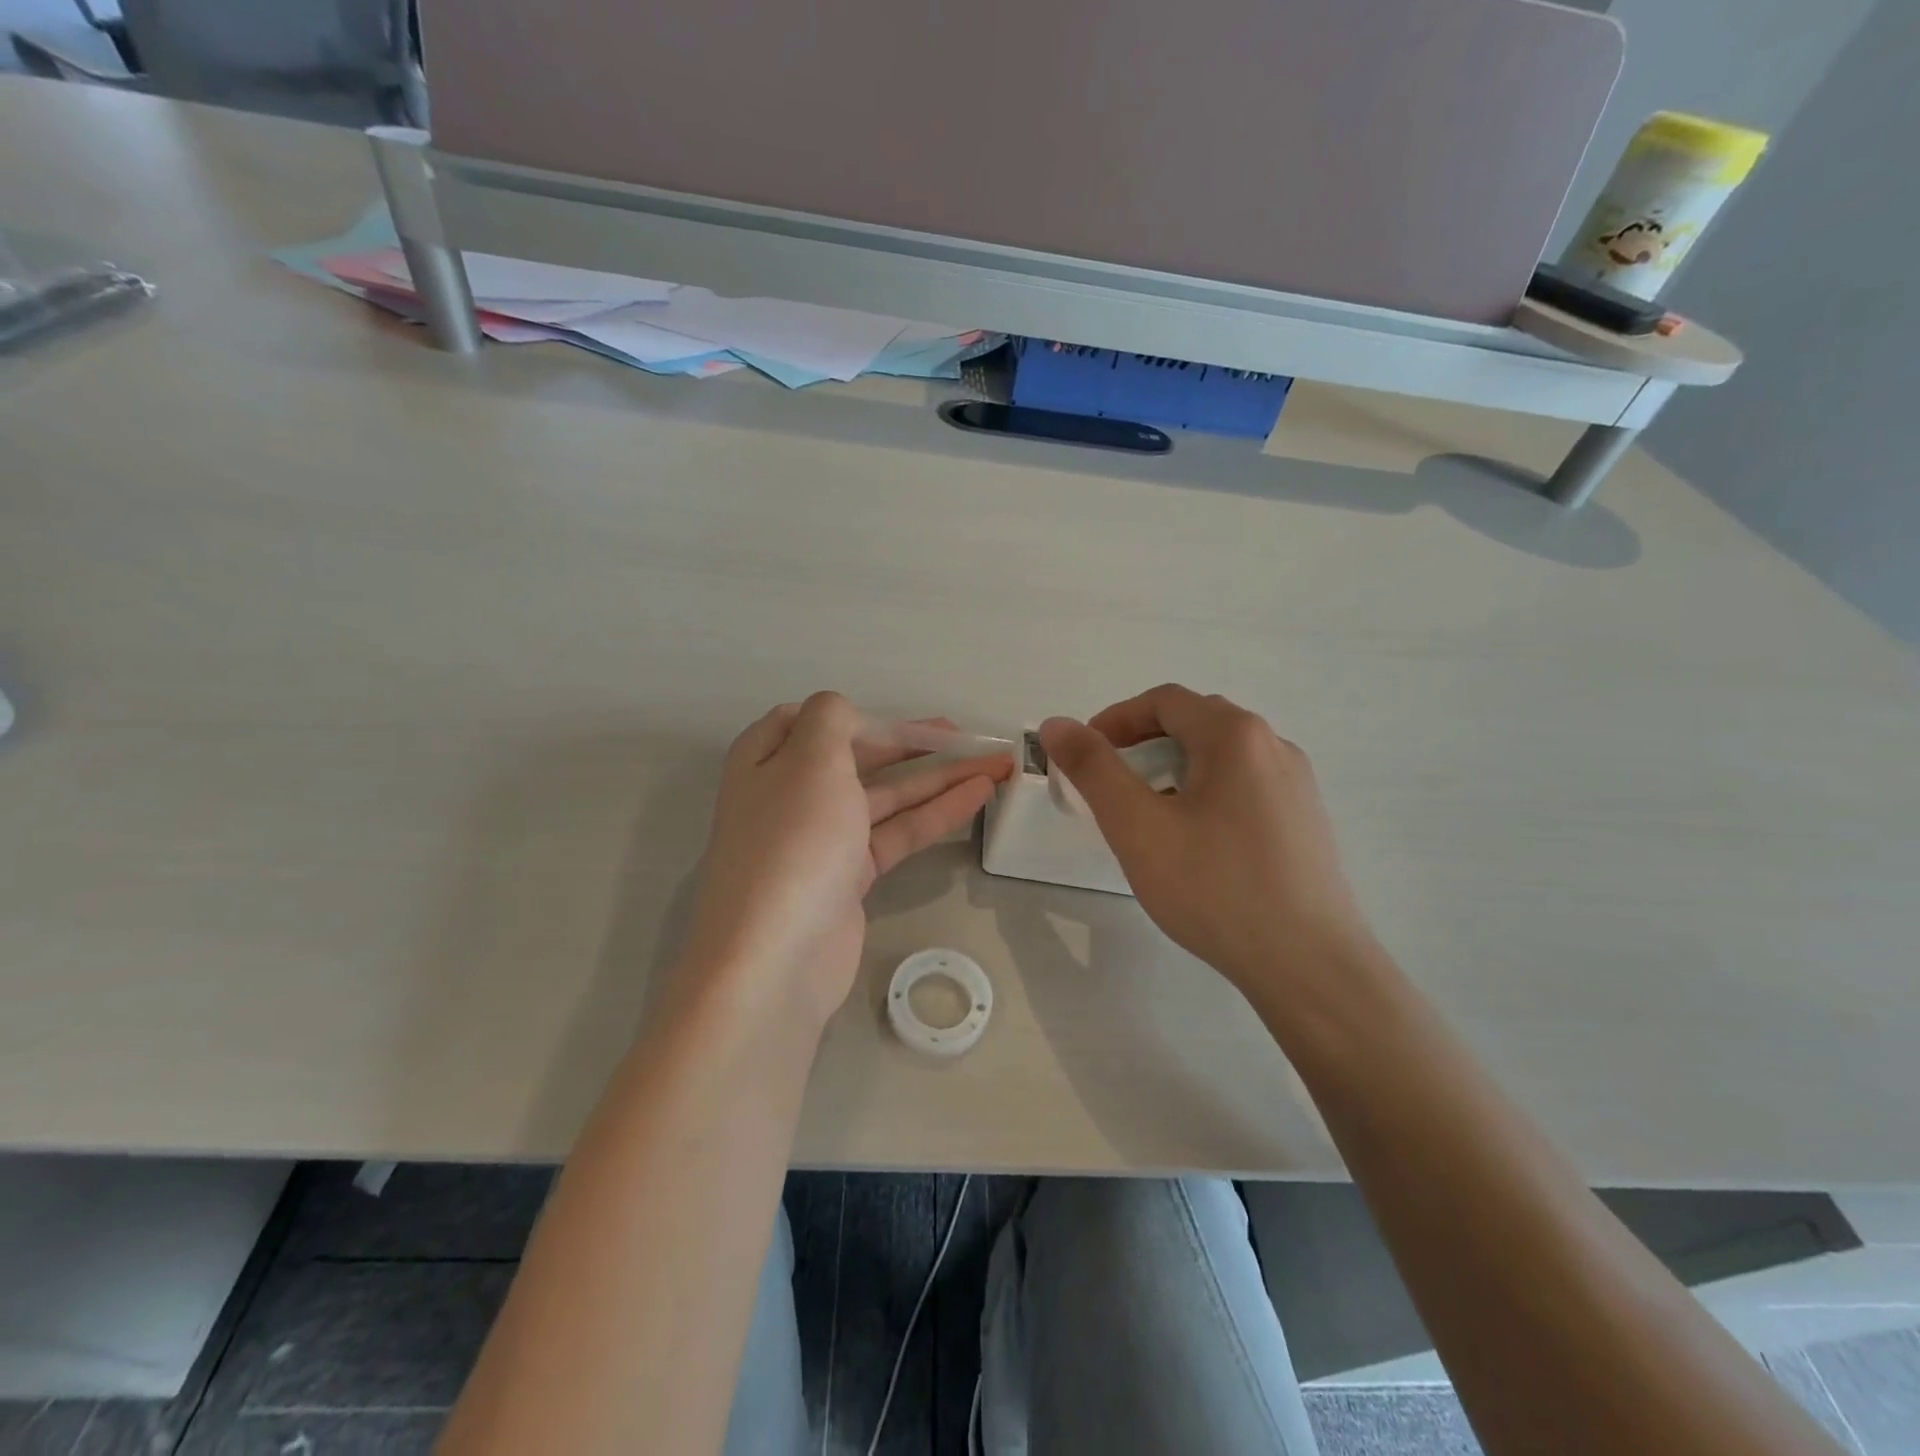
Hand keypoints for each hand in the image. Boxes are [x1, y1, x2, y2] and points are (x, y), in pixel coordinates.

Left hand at [683, 692, 1012, 1029]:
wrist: (775, 959)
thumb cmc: (793, 843)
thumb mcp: (811, 759)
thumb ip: (832, 719)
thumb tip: (844, 716)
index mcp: (767, 760)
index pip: (814, 721)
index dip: (862, 717)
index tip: (906, 723)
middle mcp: (790, 794)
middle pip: (858, 757)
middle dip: (913, 745)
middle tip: (967, 738)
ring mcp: (821, 839)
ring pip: (885, 797)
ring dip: (937, 779)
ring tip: (993, 764)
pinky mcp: (849, 877)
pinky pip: (896, 833)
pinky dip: (934, 813)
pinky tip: (977, 796)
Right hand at [1039, 685, 1375, 995]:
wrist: (1308, 965)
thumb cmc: (1214, 888)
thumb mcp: (1138, 826)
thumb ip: (1093, 768)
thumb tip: (1057, 725)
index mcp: (1235, 735)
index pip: (1165, 701)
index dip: (1116, 719)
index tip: (1084, 753)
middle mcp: (1274, 746)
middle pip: (1196, 722)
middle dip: (1144, 741)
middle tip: (1111, 781)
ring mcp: (1297, 785)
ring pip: (1223, 757)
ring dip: (1175, 768)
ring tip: (1149, 814)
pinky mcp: (1306, 821)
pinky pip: (1246, 786)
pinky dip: (1207, 792)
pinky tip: (1196, 842)